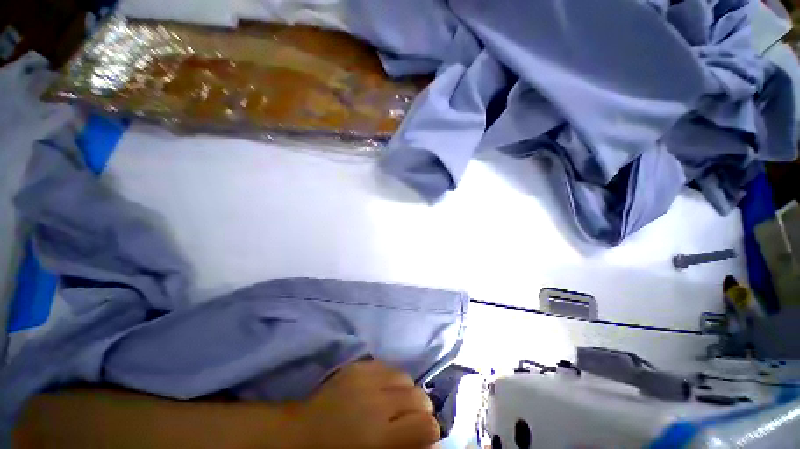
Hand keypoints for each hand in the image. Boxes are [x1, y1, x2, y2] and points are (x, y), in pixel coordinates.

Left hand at [287, 360, 439, 448]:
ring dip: (405, 391)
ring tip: (392, 401)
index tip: (421, 436)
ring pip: (406, 376)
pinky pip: (387, 365)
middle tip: (407, 419)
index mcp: (380, 437)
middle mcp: (377, 403)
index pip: (427, 426)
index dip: (430, 431)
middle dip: (420, 409)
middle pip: (420, 396)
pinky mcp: (358, 365)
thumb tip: (430, 443)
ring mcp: (366, 378)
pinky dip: (389, 377)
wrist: (301, 434)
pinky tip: (379, 388)